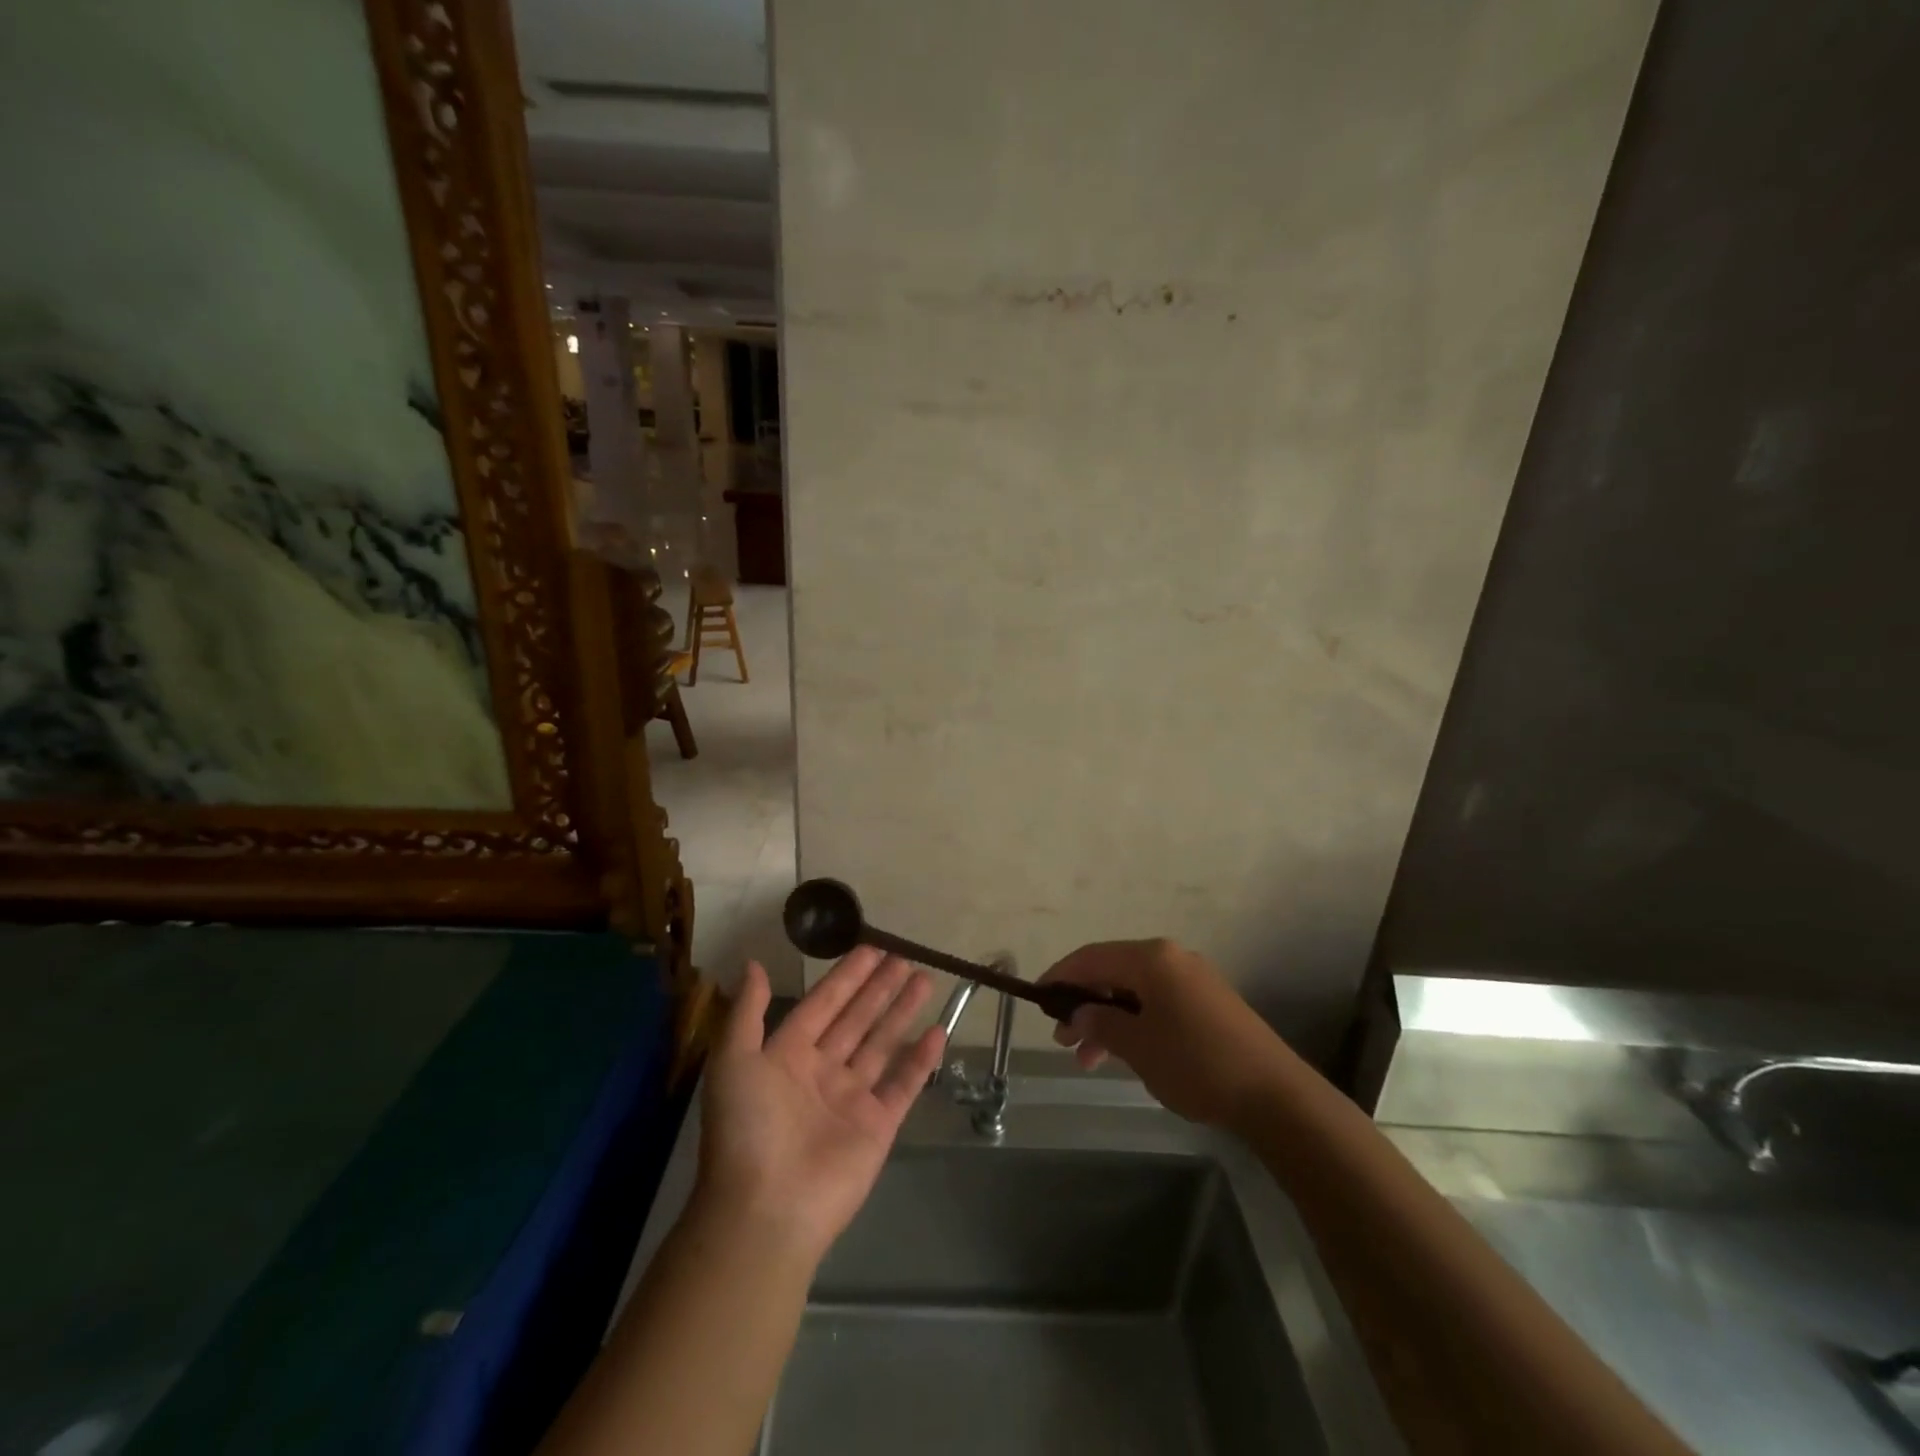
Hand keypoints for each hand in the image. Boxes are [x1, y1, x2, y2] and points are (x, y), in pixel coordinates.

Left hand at [697, 952, 945, 1261]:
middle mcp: (822, 1072)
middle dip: (880, 988)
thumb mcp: (733, 1061)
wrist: (765, 1210)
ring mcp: (852, 1099)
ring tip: (925, 980)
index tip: (872, 949)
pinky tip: (939, 1031)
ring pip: (883, 1044)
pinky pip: (904, 1084)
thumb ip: (747, 1012)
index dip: (847, 977)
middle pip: (858, 1019)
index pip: (823, 1004)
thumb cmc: (747, 1129)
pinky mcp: (878, 1126)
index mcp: (788, 1055)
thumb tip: (754, 964)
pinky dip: (921, 1059)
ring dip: (903, 1012)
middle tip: (905, 957)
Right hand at [1038, 939, 1291, 1129]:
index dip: (1060, 976)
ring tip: (1088, 1059)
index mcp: (1152, 958)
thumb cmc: (1196, 1063)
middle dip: (1084, 1003)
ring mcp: (1193, 979)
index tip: (1037, 999)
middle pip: (1113, 972)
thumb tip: (1076, 1014)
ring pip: (1134, 991)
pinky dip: (1135, 1023)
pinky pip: (1157, 1003)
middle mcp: (1171, 958)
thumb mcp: (1138, 1046)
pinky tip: (1126, 1054)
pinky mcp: (1208, 1002)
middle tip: (1062, 1039)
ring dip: (1108, 1020)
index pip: (1091, 957)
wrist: (1274, 1095)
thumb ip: (1100, 1024)